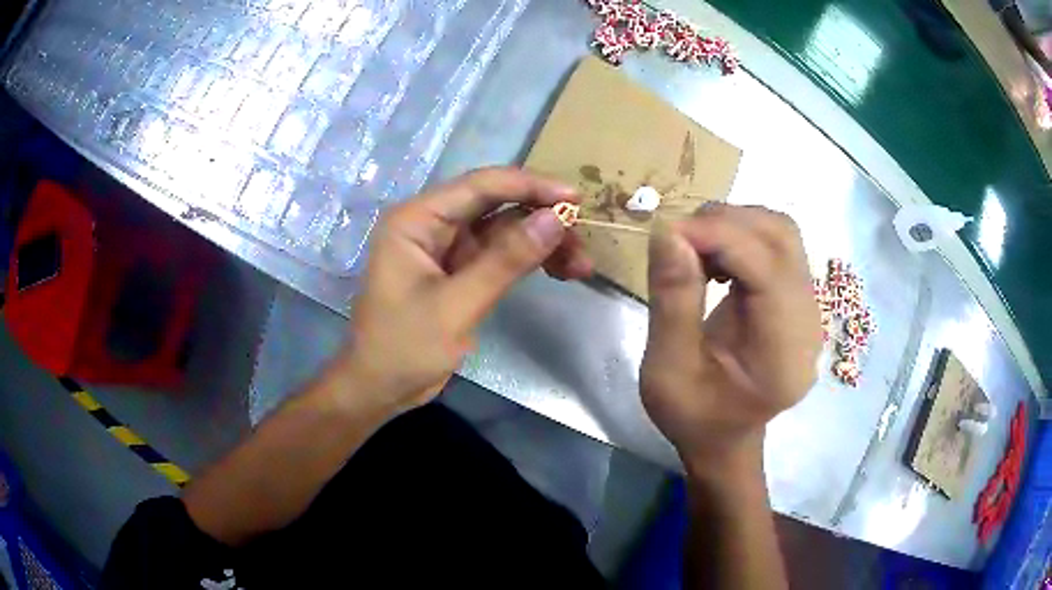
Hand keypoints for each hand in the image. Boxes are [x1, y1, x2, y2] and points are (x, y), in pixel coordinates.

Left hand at [341, 167, 592, 411]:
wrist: (379, 389)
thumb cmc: (403, 347)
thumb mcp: (456, 306)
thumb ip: (506, 261)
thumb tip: (556, 219)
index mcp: (417, 219)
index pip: (480, 186)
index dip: (530, 186)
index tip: (575, 198)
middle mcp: (432, 223)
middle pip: (497, 204)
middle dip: (541, 219)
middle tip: (583, 240)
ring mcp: (447, 247)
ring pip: (505, 230)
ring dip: (542, 242)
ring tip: (581, 266)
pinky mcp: (460, 270)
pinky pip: (501, 254)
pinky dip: (529, 261)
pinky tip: (559, 271)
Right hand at [640, 205, 820, 473]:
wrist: (726, 438)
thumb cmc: (694, 416)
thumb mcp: (667, 370)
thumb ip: (672, 301)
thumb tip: (667, 231)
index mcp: (783, 354)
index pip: (767, 267)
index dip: (719, 236)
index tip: (667, 233)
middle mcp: (809, 322)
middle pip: (782, 237)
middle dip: (726, 223)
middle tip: (678, 240)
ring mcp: (809, 307)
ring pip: (781, 232)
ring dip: (733, 225)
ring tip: (694, 249)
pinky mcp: (798, 298)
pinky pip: (776, 245)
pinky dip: (740, 237)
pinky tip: (715, 261)